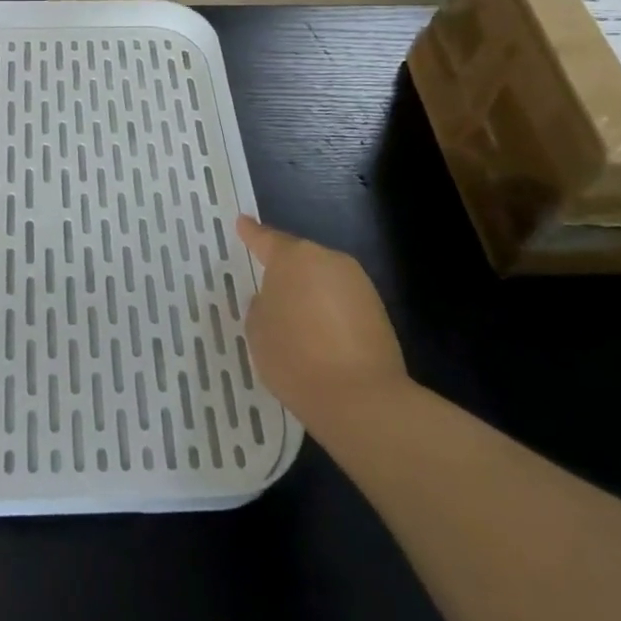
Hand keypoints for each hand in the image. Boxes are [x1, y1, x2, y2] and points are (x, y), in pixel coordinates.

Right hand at [238, 217, 406, 425]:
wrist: (361, 399)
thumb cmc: (295, 357)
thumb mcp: (258, 329)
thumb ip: (262, 304)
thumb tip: (278, 299)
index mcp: (294, 257)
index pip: (266, 239)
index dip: (251, 233)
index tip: (242, 222)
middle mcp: (328, 260)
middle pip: (300, 259)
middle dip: (285, 272)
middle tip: (269, 292)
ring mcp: (358, 284)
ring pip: (323, 280)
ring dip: (309, 294)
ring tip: (296, 325)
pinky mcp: (378, 311)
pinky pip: (341, 302)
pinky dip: (328, 314)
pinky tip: (321, 340)